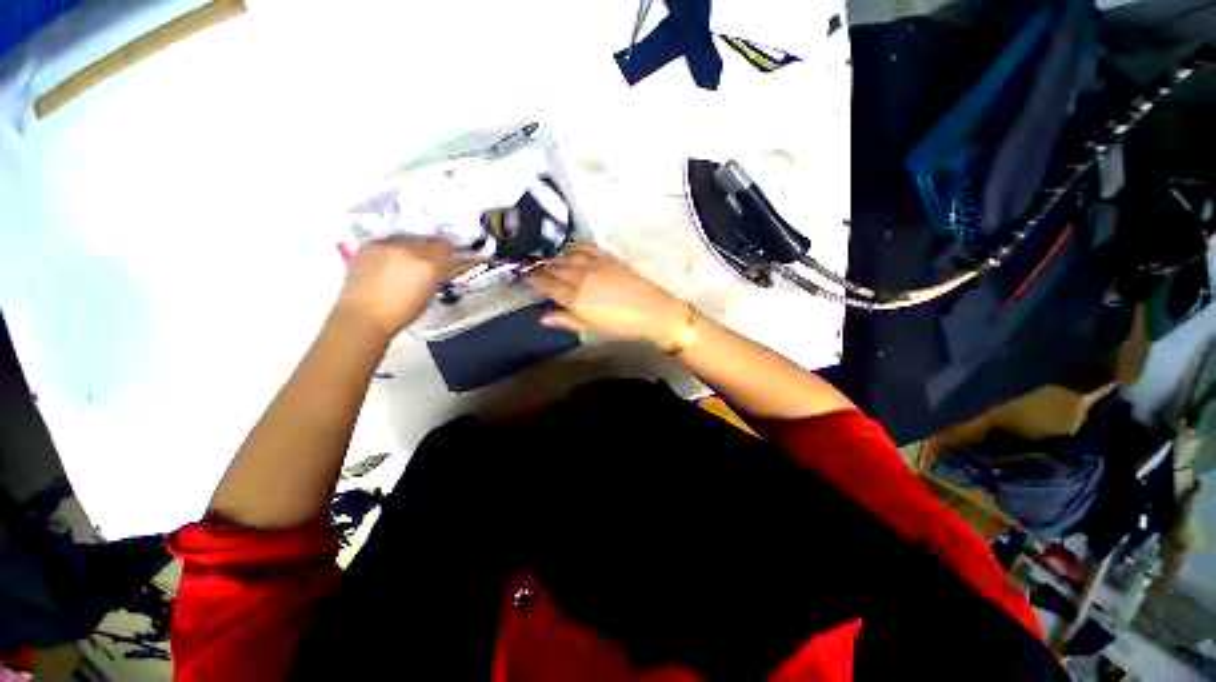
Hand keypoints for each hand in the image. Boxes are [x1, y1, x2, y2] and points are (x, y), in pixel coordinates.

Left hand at [336, 236, 454, 336]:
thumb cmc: (402, 312)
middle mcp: (408, 248)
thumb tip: (444, 266)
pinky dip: (395, 249)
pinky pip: (389, 241)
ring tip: (410, 261)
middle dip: (431, 248)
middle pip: (426, 239)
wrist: (363, 316)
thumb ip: (438, 275)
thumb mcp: (430, 293)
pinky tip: (392, 262)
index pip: (445, 246)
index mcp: (428, 264)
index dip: (449, 251)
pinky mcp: (368, 246)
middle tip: (431, 260)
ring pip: (407, 238)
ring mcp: (386, 245)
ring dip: (413, 247)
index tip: (451, 257)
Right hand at [527, 245, 688, 347]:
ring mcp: (594, 264)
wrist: (652, 310)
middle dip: (541, 267)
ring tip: (549, 260)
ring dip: (556, 257)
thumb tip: (542, 318)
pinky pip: (586, 247)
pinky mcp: (607, 257)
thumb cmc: (621, 325)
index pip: (547, 284)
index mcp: (574, 297)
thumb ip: (566, 320)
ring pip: (567, 256)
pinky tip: (571, 250)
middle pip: (554, 268)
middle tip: (531, 266)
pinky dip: (575, 248)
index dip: (533, 279)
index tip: (525, 275)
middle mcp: (580, 277)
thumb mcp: (591, 328)